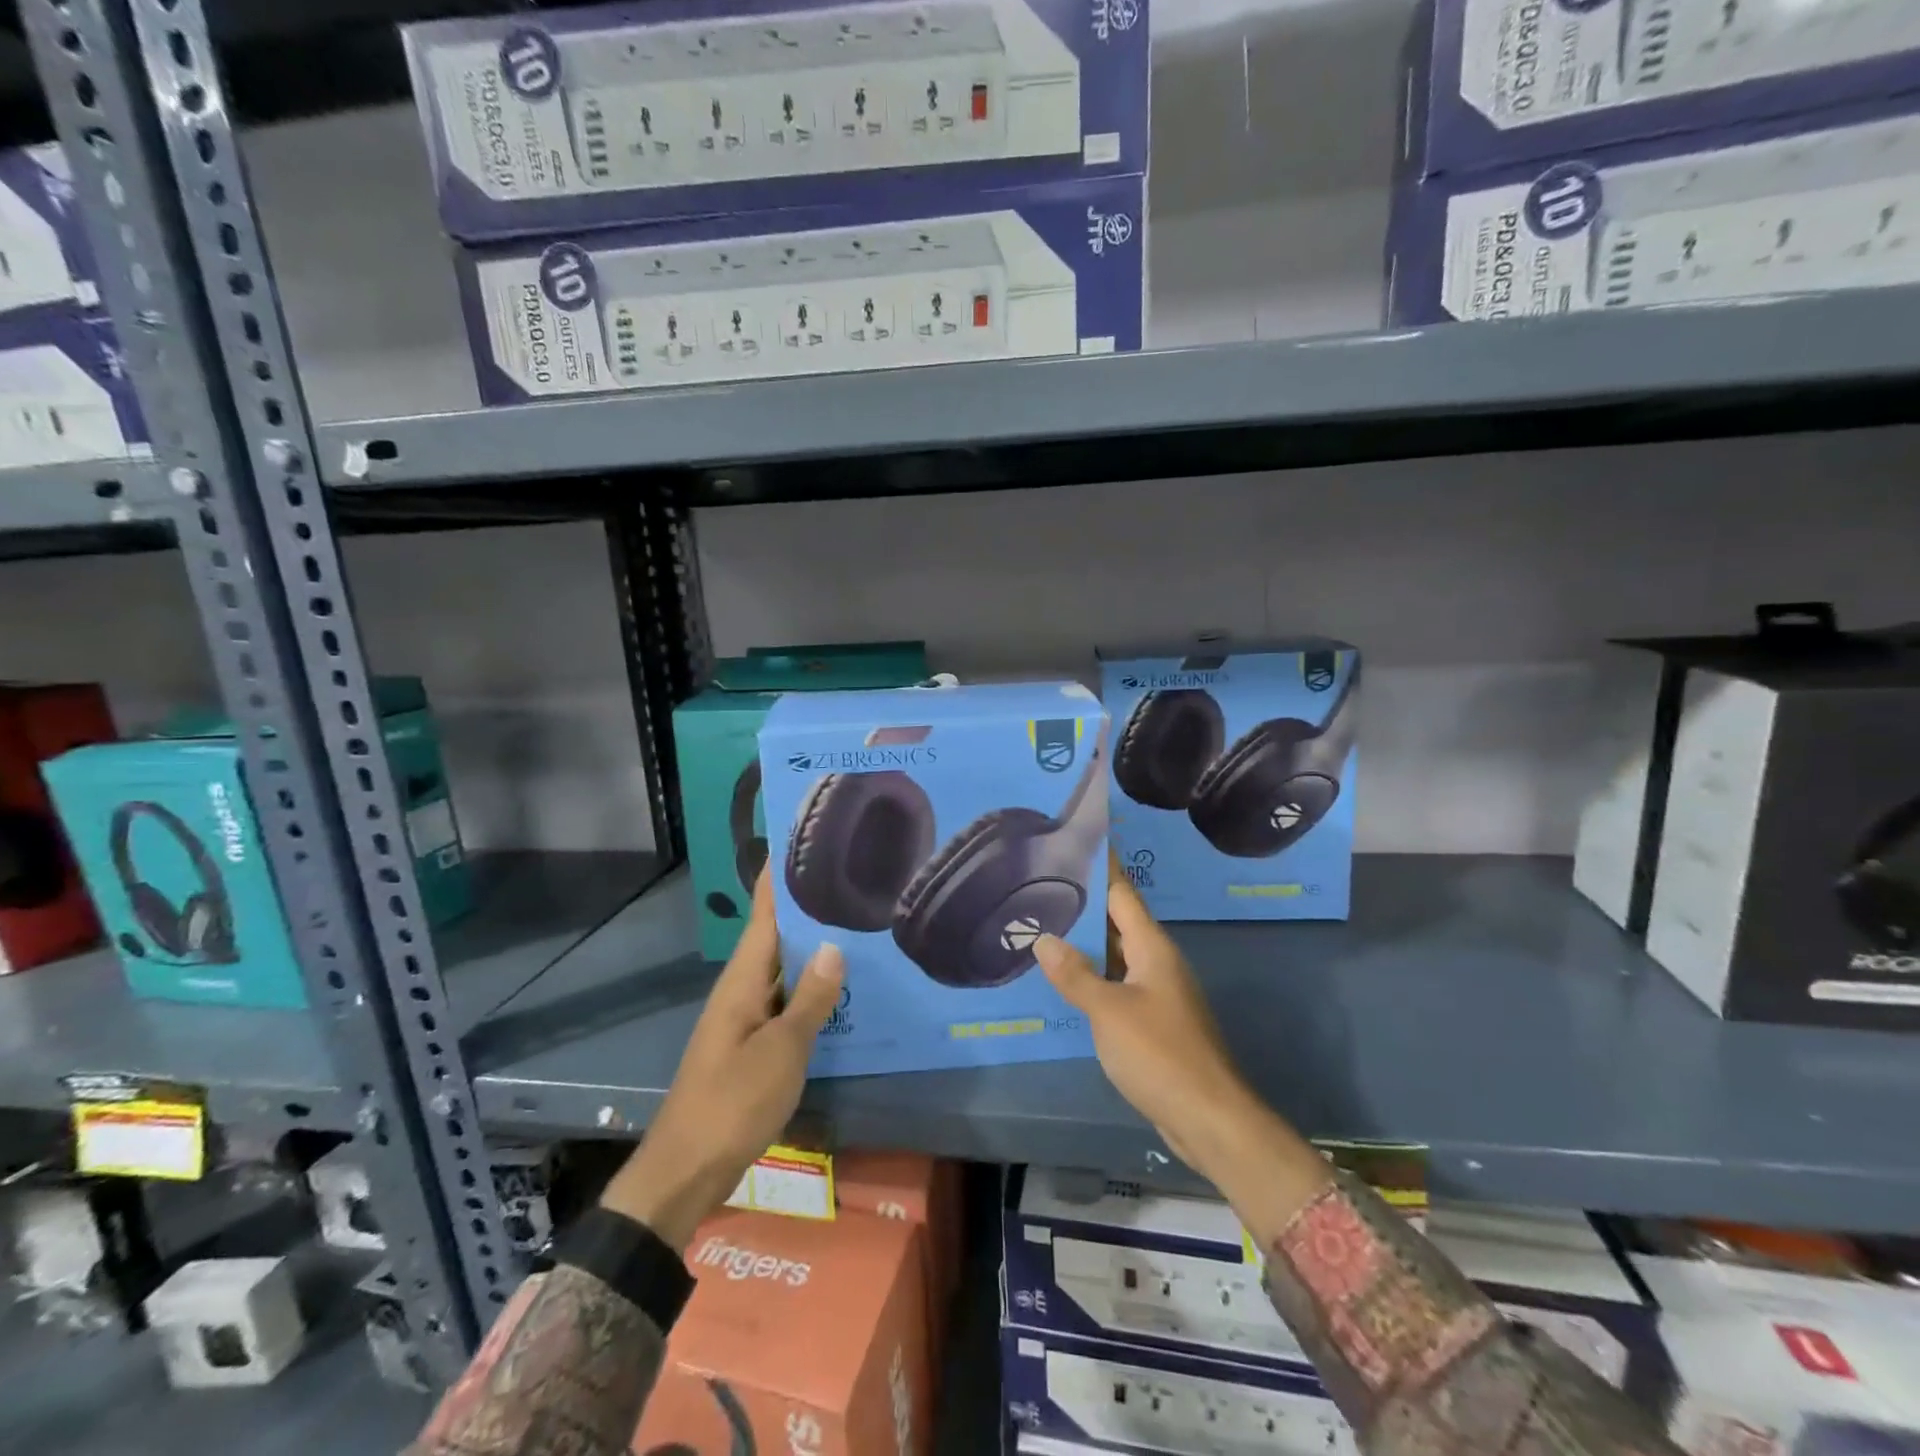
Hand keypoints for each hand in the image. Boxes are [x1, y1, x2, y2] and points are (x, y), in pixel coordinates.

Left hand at [601, 870, 843, 1250]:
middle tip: (849, 880)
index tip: (799, 842)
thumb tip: (834, 945)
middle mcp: (742, 991)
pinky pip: (785, 1003)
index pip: (763, 915)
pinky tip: (840, 990)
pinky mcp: (752, 1047)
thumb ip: (810, 999)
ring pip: (783, 972)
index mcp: (742, 981)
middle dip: (806, 910)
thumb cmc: (733, 1101)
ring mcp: (746, 1020)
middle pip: (775, 939)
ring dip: (812, 951)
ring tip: (855, 925)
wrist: (686, 1171)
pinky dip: (809, 990)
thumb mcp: (781, 1050)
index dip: (777, 879)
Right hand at [1035, 856, 1331, 1239]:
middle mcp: (1157, 961)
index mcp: (1152, 947)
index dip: (1102, 865)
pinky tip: (1064, 979)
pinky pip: (1116, 984)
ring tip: (1043, 923)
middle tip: (1041, 882)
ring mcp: (1156, 992)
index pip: (1122, 893)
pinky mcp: (1152, 1021)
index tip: (1078, 839)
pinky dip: (1091, 975)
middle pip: (1117, 921)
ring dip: (1085, 941)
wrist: (1208, 1117)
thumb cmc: (1160, 1054)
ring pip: (1115, 954)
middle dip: (1084, 902)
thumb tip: (1044, 939)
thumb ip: (1075, 974)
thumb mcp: (1109, 1011)